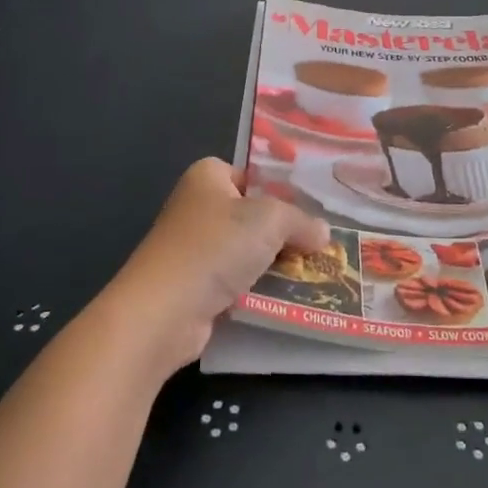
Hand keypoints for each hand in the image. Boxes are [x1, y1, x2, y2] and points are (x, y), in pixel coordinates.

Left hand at [108, 158, 328, 371]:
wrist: (164, 311)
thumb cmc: (214, 247)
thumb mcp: (270, 220)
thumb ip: (300, 221)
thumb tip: (323, 232)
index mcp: (208, 176)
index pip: (253, 175)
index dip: (283, 191)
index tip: (317, 209)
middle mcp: (198, 207)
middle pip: (254, 215)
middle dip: (285, 232)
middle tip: (323, 244)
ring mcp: (195, 249)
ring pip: (248, 251)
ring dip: (276, 264)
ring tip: (317, 273)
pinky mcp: (196, 286)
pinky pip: (238, 281)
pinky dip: (260, 289)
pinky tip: (291, 298)